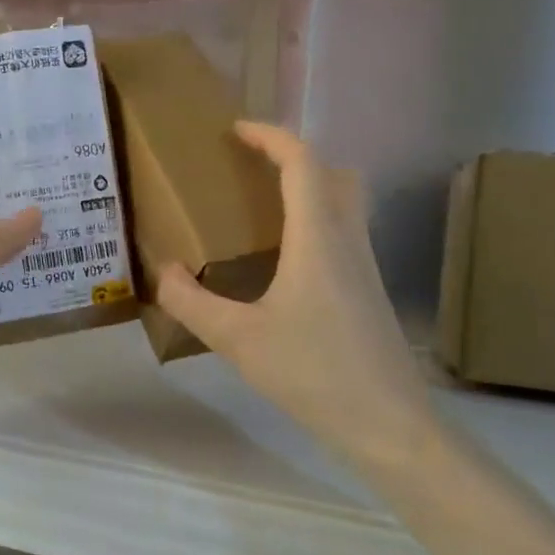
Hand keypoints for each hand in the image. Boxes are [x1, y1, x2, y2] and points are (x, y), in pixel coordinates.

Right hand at [156, 123, 436, 470]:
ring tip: (260, 211)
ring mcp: (364, 267)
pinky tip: (281, 262)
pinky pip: (342, 235)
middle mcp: (348, 241)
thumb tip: (165, 271)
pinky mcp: (367, 293)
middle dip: (295, 158)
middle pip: (335, 174)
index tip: (236, 130)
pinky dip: (314, 224)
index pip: (302, 162)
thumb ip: (191, 302)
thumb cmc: (314, 372)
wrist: (388, 424)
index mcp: (319, 238)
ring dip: (308, 190)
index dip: (271, 137)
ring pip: (344, 204)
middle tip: (253, 169)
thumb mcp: (237, 339)